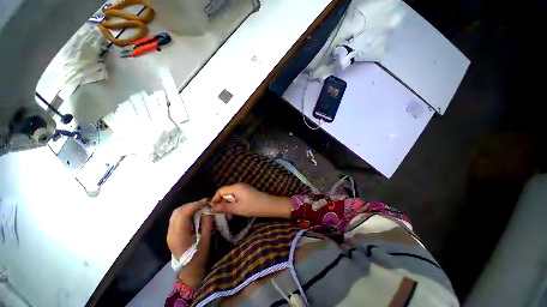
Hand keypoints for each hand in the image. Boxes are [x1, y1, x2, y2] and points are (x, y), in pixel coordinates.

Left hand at [167, 199, 212, 287]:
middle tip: (204, 204)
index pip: (184, 214)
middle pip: (178, 212)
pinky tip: (194, 214)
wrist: (189, 272)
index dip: (195, 205)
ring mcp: (169, 233)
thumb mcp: (206, 241)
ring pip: (176, 213)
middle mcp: (171, 233)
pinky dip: (185, 212)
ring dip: (188, 208)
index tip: (207, 201)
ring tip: (200, 207)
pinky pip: (176, 218)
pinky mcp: (171, 234)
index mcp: (180, 236)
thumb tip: (208, 210)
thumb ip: (207, 224)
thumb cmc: (199, 258)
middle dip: (192, 205)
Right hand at [211, 184, 291, 218]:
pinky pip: (237, 198)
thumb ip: (224, 207)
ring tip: (230, 217)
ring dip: (229, 206)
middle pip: (226, 193)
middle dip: (223, 204)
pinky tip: (235, 213)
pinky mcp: (247, 193)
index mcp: (236, 187)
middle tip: (221, 215)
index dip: (215, 199)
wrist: (268, 206)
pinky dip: (235, 205)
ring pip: (232, 197)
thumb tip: (212, 208)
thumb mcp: (237, 208)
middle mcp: (239, 186)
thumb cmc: (252, 206)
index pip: (221, 190)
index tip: (212, 209)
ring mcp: (244, 189)